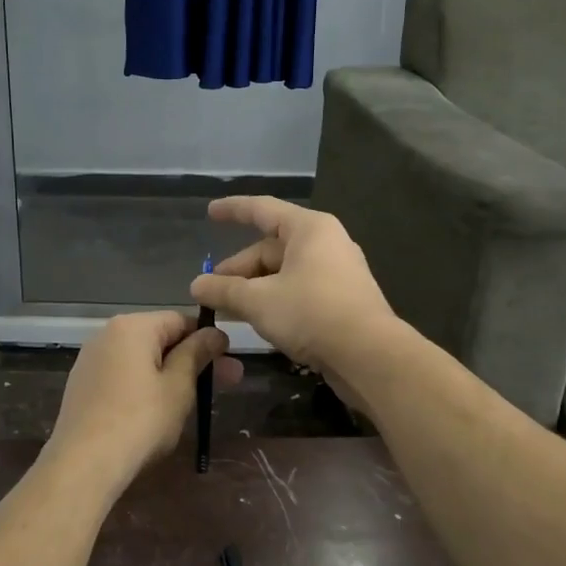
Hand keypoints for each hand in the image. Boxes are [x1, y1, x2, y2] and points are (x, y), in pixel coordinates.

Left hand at [45, 311, 243, 484]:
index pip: (179, 320)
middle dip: (194, 359)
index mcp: (131, 327)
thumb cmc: (140, 420)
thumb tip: (215, 333)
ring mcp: (90, 361)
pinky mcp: (82, 386)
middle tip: (229, 382)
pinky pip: (122, 376)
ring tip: (195, 400)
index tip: (229, 361)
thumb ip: (197, 354)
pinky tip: (158, 410)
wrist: (84, 463)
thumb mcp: (178, 386)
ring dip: (171, 373)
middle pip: (159, 338)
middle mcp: (106, 334)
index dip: (207, 338)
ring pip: (141, 359)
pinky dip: (144, 386)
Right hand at [190, 197, 396, 379]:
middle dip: (238, 269)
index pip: (263, 209)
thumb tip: (196, 285)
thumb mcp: (258, 301)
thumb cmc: (311, 313)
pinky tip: (257, 321)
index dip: (233, 210)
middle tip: (211, 292)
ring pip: (284, 273)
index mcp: (309, 229)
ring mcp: (337, 273)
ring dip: (253, 289)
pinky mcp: (342, 300)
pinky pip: (299, 290)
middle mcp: (326, 243)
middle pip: (270, 248)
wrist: (369, 355)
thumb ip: (224, 290)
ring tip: (228, 310)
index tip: (210, 213)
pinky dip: (275, 300)